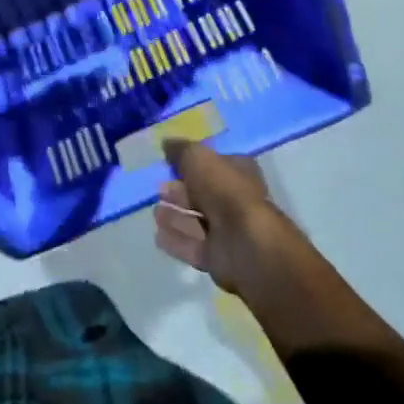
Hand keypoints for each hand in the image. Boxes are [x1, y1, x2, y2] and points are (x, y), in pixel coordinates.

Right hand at [157, 139, 398, 357]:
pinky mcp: (220, 260)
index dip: (192, 163)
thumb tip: (167, 143)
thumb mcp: (199, 158)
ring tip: (155, 212)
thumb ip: (181, 150)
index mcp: (239, 173)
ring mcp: (228, 233)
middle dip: (181, 192)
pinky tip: (158, 235)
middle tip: (159, 189)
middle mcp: (235, 201)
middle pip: (204, 194)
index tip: (169, 163)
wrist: (248, 246)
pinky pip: (193, 247)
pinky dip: (176, 241)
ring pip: (197, 221)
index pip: (214, 164)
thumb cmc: (226, 191)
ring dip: (176, 217)